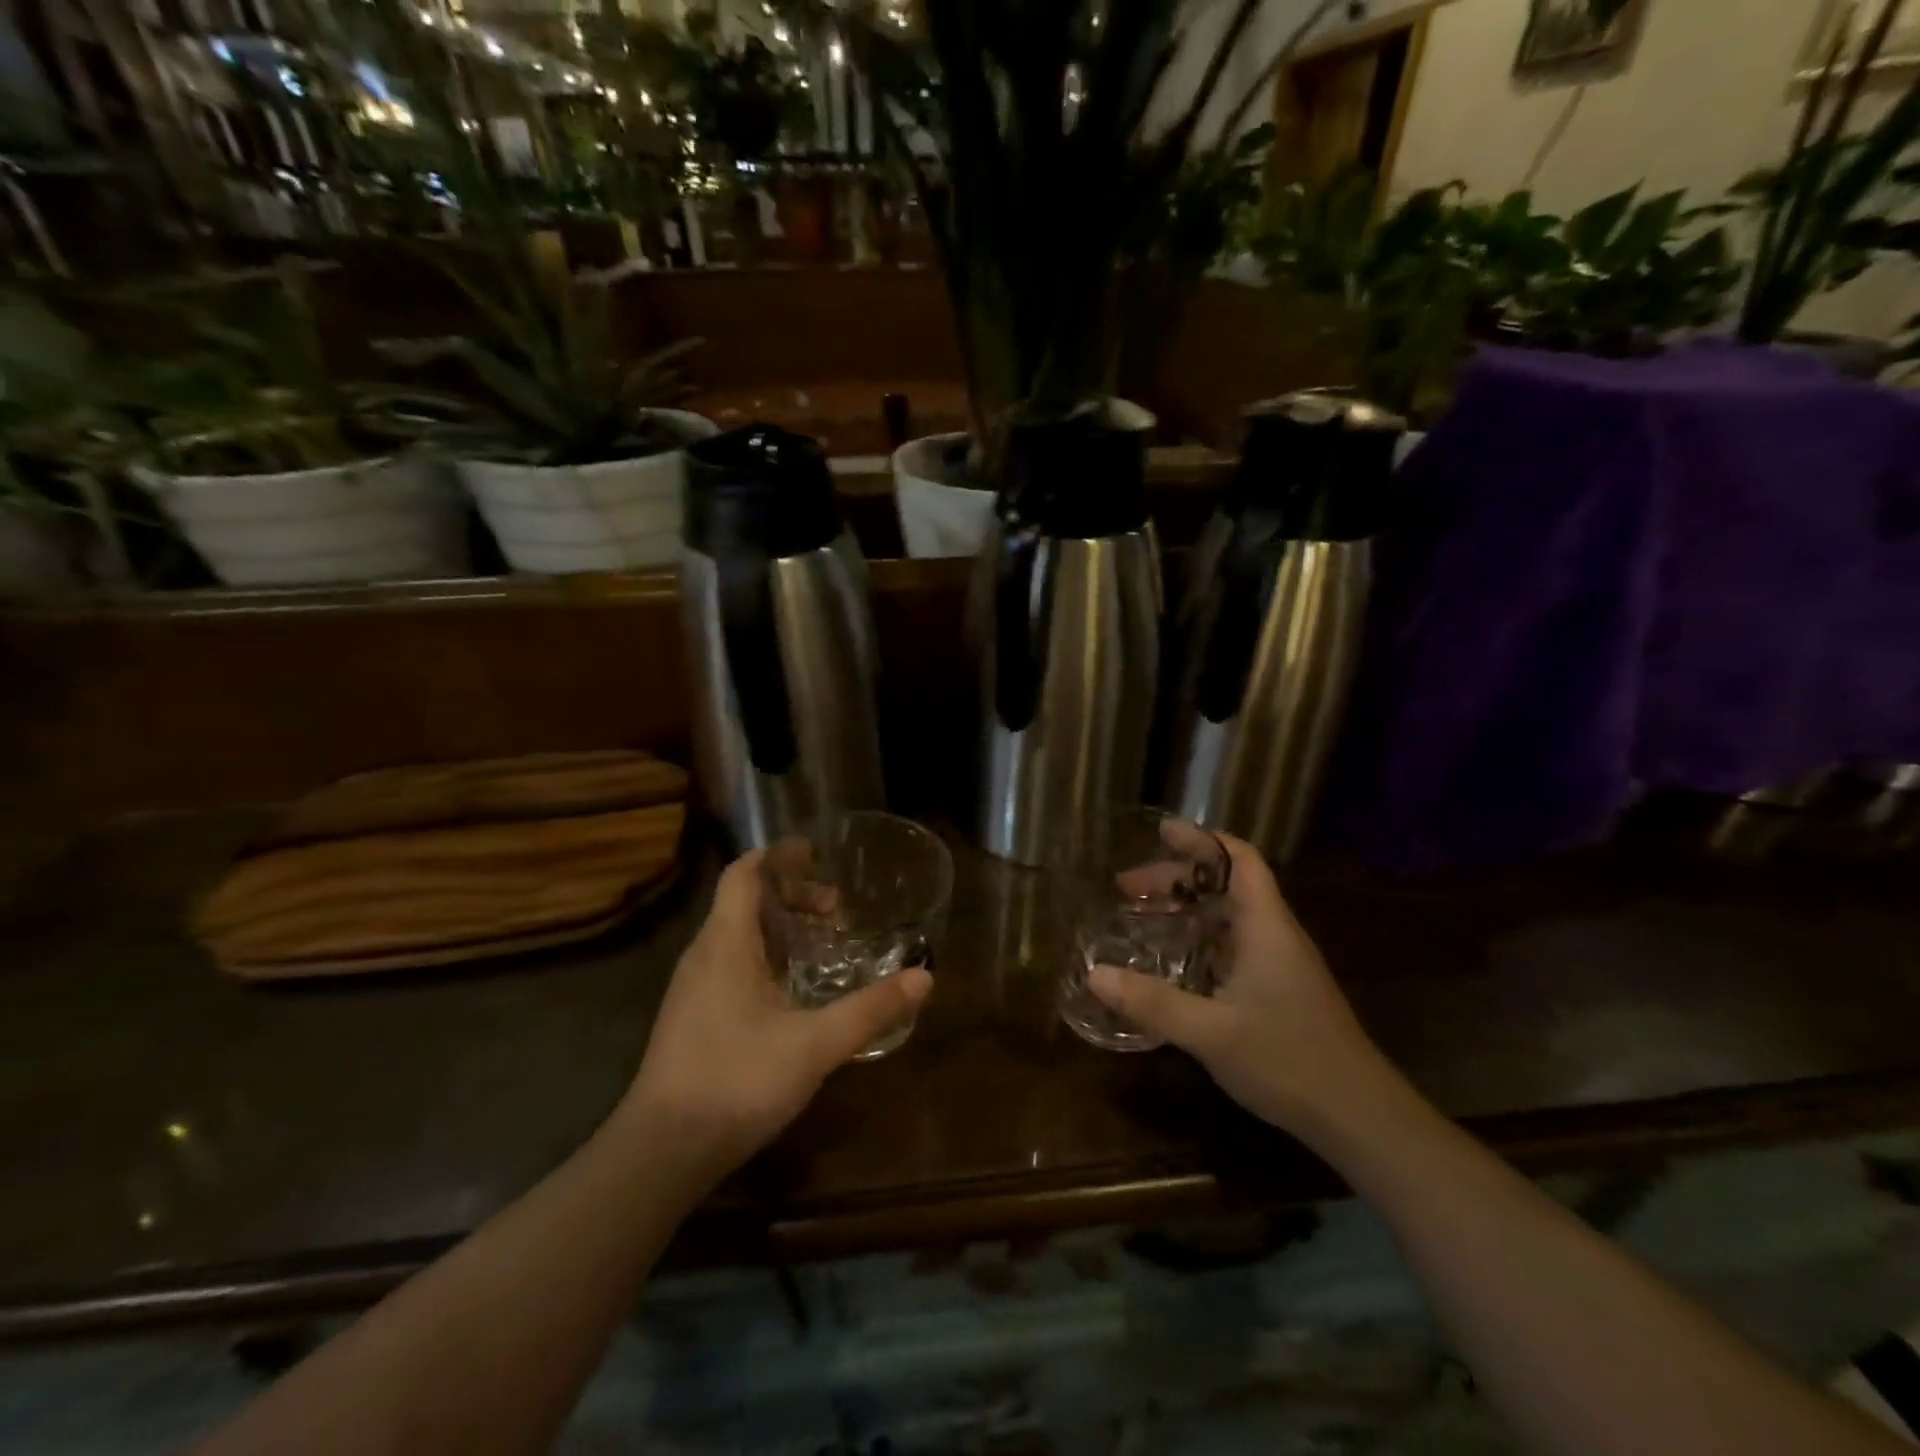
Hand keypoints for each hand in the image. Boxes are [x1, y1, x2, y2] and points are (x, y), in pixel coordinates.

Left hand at [619, 851, 932, 1177]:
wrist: (662, 1152)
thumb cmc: (736, 1081)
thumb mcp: (815, 1045)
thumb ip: (870, 1010)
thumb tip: (924, 977)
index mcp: (725, 944)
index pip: (743, 874)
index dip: (778, 856)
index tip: (816, 854)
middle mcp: (704, 956)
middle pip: (744, 901)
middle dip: (791, 895)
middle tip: (836, 910)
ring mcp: (694, 988)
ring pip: (738, 935)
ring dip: (781, 927)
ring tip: (823, 943)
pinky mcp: (694, 1017)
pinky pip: (733, 964)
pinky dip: (768, 957)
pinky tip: (795, 991)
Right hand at [1088, 833, 1391, 1136]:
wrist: (1359, 1117)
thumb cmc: (1289, 1061)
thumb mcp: (1211, 1033)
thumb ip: (1152, 1003)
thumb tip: (1094, 974)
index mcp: (1266, 927)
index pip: (1239, 860)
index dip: (1201, 840)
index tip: (1159, 832)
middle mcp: (1273, 935)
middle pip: (1225, 885)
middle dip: (1176, 879)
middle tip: (1126, 888)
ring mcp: (1278, 964)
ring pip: (1228, 917)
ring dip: (1186, 909)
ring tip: (1140, 917)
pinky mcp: (1277, 990)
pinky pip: (1230, 947)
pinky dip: (1197, 940)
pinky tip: (1172, 963)